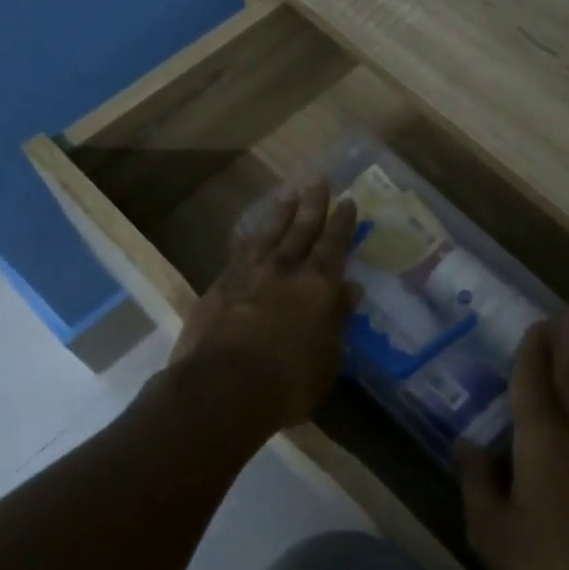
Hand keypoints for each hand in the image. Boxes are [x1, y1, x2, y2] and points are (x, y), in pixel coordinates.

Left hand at [170, 180, 359, 438]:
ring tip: (287, 194)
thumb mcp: (328, 358)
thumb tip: (350, 288)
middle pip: (301, 229)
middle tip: (319, 180)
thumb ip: (338, 319)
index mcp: (318, 285)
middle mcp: (284, 270)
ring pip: (268, 234)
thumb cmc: (288, 383)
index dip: (342, 222)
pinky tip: (250, 234)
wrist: (222, 389)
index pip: (334, 245)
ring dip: (279, 213)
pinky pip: (239, 252)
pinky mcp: (218, 286)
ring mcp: (248, 274)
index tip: (348, 201)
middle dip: (313, 204)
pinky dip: (249, 239)